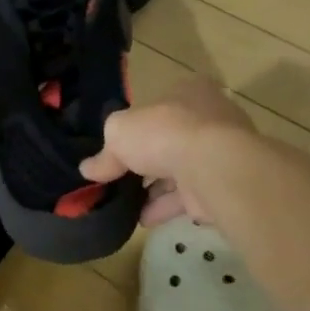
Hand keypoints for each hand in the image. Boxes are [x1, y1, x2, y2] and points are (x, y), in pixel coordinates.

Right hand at [80, 77, 257, 225]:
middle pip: (168, 139)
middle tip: (118, 178)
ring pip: (179, 170)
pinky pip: (188, 196)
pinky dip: (165, 207)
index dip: (135, 126)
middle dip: (144, 161)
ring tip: (125, 204)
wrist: (214, 167)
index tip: (115, 147)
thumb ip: (104, 153)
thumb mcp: (119, 133)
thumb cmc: (165, 133)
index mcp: (187, 91)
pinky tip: (143, 219)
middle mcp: (208, 118)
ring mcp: (219, 153)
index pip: (157, 106)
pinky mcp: (222, 185)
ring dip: (153, 188)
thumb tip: (88, 169)